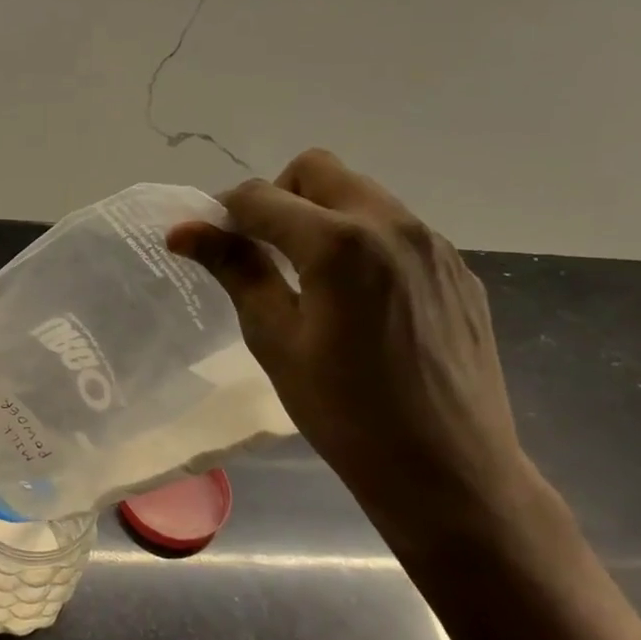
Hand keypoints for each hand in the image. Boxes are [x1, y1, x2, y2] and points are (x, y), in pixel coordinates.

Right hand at [168, 149, 558, 573]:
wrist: (449, 470)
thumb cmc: (344, 413)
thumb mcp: (275, 340)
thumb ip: (235, 270)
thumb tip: (183, 230)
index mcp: (339, 243)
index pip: (261, 197)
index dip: (224, 212)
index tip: (210, 240)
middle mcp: (391, 224)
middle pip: (317, 170)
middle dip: (278, 196)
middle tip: (264, 251)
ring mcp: (433, 244)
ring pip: (361, 194)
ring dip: (322, 215)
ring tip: (312, 278)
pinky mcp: (457, 269)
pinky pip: (397, 229)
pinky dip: (363, 241)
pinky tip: (361, 300)